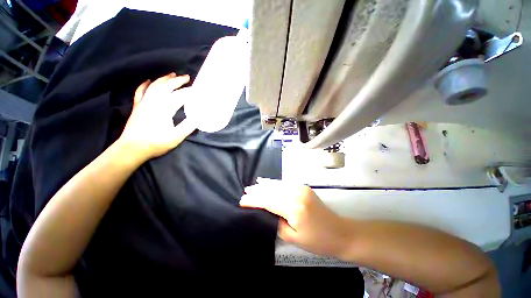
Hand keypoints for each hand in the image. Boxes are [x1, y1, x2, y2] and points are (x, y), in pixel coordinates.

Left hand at [118, 73, 195, 160]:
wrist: (131, 149)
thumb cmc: (155, 143)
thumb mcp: (176, 137)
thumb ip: (188, 126)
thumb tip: (199, 117)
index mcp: (164, 109)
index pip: (180, 96)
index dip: (190, 92)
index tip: (198, 91)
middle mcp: (154, 102)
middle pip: (167, 87)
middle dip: (178, 81)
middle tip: (187, 77)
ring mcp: (144, 102)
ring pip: (154, 86)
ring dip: (164, 79)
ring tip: (172, 74)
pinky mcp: (137, 106)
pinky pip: (140, 91)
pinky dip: (144, 85)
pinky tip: (148, 80)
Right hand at [240, 178, 351, 256]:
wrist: (340, 232)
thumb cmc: (318, 241)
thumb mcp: (293, 237)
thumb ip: (277, 223)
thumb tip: (265, 212)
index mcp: (294, 209)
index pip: (268, 201)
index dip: (254, 200)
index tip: (243, 201)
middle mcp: (297, 194)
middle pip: (272, 191)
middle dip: (257, 191)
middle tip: (245, 192)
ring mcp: (301, 188)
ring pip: (278, 185)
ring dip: (264, 186)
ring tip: (252, 187)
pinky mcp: (304, 187)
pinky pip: (285, 184)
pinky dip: (274, 184)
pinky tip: (267, 183)